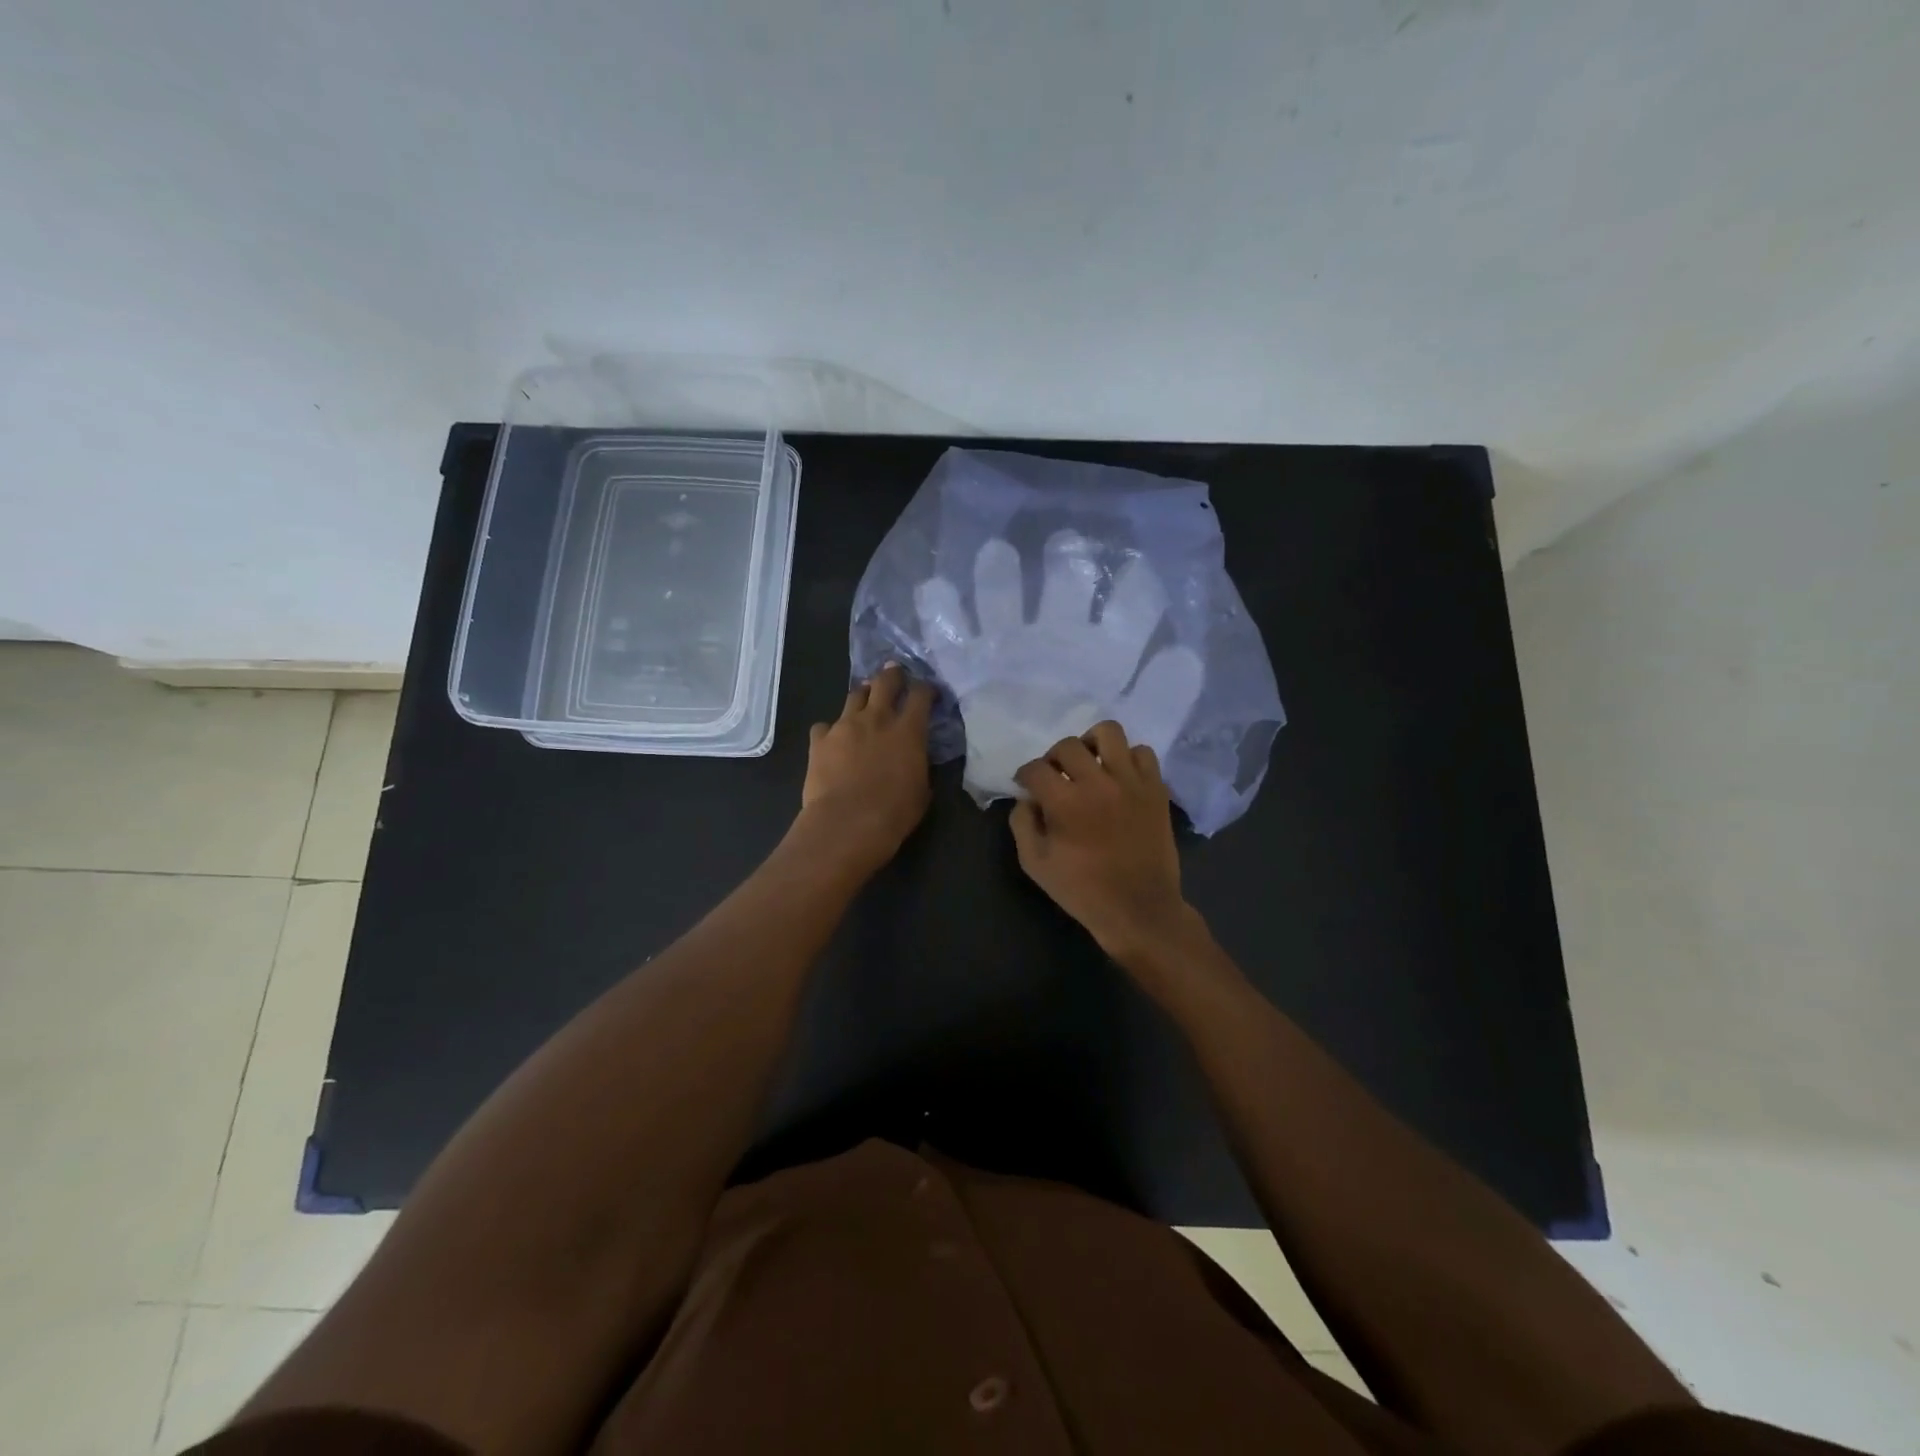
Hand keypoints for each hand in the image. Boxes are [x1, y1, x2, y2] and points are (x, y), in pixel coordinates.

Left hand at [797, 664, 933, 874]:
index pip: (921, 695)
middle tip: (895, 674)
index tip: (929, 692)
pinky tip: (832, 741)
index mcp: (908, 731)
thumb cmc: (894, 813)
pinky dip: (830, 730)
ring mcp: (844, 726)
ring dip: (863, 696)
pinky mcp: (819, 740)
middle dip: (892, 675)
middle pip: (885, 682)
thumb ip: (919, 765)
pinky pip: (824, 725)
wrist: (846, 824)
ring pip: (854, 696)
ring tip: (865, 701)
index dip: (926, 689)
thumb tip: (916, 759)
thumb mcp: (921, 790)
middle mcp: (877, 719)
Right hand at [1009, 720, 1199, 965]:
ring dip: (1092, 744)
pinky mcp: (1155, 789)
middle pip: (1068, 745)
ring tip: (1090, 764)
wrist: (1139, 909)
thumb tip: (1026, 799)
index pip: (1035, 769)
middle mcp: (1098, 783)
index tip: (1026, 785)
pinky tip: (1119, 777)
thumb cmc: (1083, 891)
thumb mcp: (1035, 864)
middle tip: (1055, 777)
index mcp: (1065, 803)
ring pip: (1109, 733)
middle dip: (1053, 758)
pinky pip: (1143, 753)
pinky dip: (1127, 758)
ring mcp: (1131, 782)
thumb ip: (1022, 824)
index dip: (1024, 775)